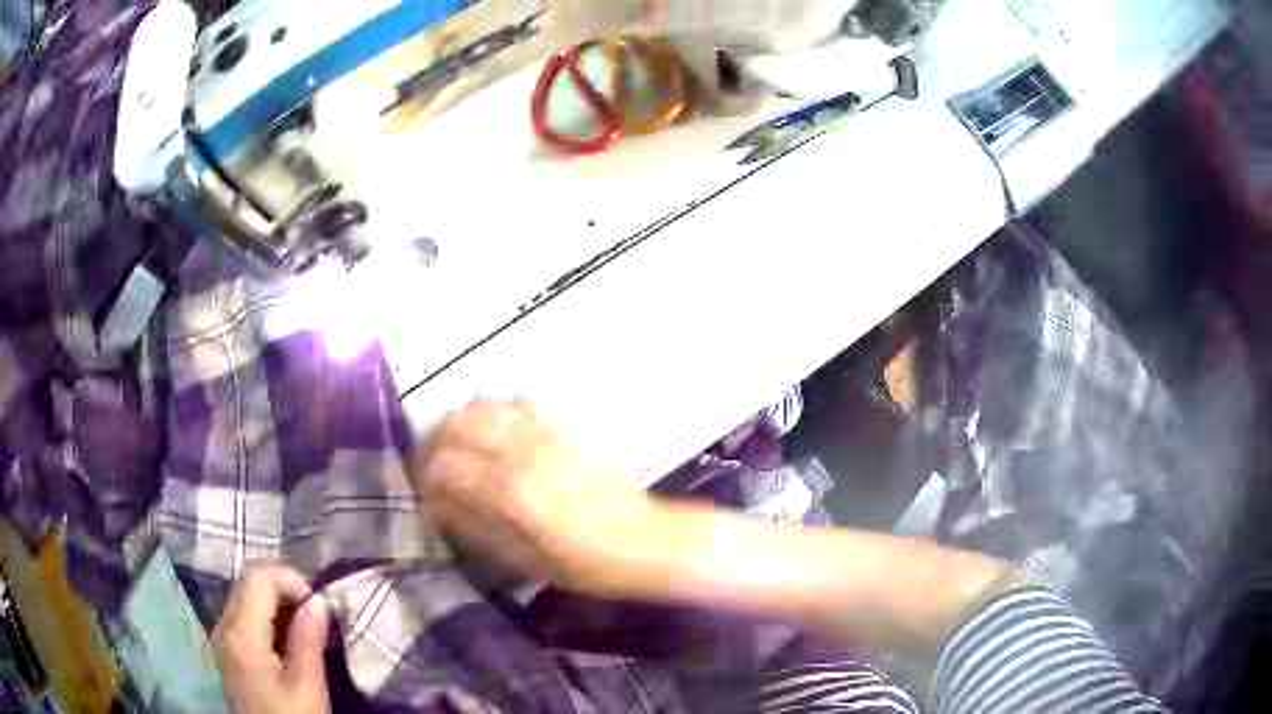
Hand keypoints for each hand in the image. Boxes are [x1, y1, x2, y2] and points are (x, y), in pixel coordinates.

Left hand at [213, 563, 329, 713]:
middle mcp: (224, 625)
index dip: (291, 579)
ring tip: (308, 629)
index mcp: (241, 632)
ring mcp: (224, 636)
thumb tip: (318, 600)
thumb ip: (308, 640)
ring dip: (279, 604)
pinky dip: (270, 618)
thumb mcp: (307, 686)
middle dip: (287, 589)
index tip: (320, 605)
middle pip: (250, 582)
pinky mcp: (229, 649)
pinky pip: (247, 615)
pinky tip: (290, 641)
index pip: (259, 576)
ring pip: (248, 596)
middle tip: (318, 617)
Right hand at [412, 397, 670, 596]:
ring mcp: (545, 434)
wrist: (645, 542)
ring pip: (484, 404)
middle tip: (433, 469)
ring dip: (463, 423)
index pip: (444, 466)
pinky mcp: (563, 429)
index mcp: (509, 490)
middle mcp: (522, 451)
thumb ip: (475, 526)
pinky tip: (501, 439)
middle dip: (434, 443)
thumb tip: (437, 505)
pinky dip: (498, 414)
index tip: (424, 497)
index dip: (424, 480)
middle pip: (456, 422)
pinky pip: (519, 403)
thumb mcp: (523, 560)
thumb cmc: (585, 565)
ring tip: (462, 450)